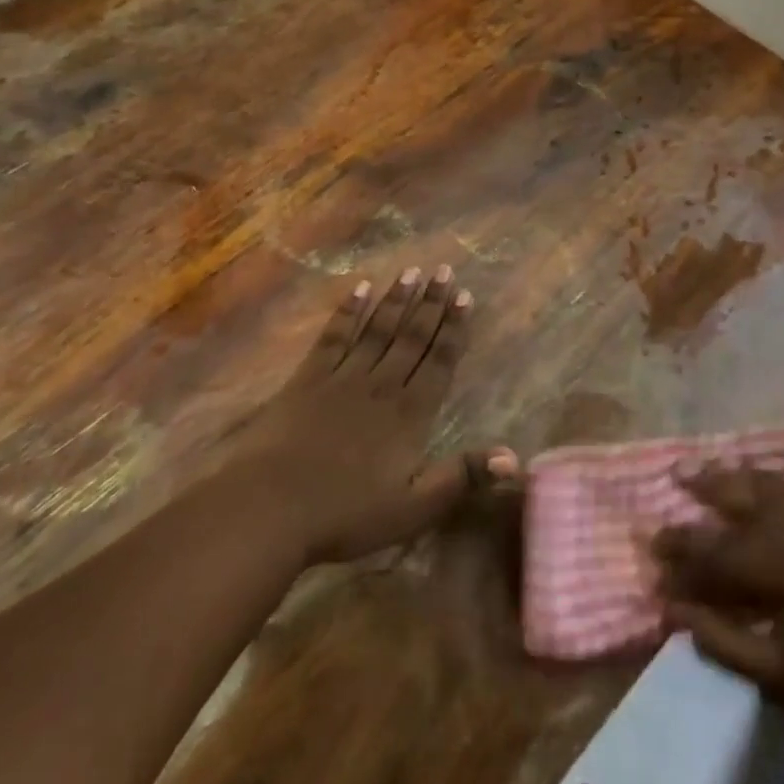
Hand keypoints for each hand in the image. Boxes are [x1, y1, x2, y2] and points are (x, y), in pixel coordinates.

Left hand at [252, 265, 516, 565]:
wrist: (270, 506)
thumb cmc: (345, 514)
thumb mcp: (413, 508)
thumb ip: (461, 478)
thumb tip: (514, 457)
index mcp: (409, 414)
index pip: (439, 362)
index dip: (454, 329)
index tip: (465, 296)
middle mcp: (381, 385)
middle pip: (411, 337)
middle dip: (431, 303)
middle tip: (444, 270)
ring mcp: (342, 378)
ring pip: (377, 330)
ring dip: (396, 300)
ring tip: (413, 271)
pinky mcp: (308, 378)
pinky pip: (334, 337)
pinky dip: (348, 312)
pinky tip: (359, 289)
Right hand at [653, 463, 783, 765]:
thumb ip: (724, 639)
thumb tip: (675, 610)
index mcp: (780, 560)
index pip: (714, 551)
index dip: (681, 556)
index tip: (653, 554)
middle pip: (736, 497)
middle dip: (699, 489)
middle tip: (669, 479)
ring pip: (765, 480)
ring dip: (731, 474)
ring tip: (702, 466)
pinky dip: (769, 477)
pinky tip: (758, 477)